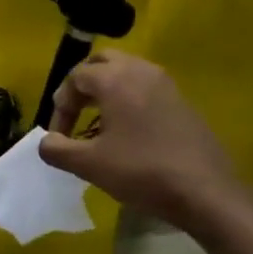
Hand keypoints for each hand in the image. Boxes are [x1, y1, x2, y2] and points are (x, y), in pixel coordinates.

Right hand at [38, 52, 246, 231]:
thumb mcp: (90, 165)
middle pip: (102, 62)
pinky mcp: (183, 101)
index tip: (59, 137)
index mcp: (114, 79)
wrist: (206, 192)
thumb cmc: (142, 171)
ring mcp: (166, 84)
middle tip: (76, 112)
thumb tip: (45, 142)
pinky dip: (130, 98)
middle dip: (83, 83)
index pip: (75, 78)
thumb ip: (58, 150)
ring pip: (127, 70)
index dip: (61, 106)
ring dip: (108, 88)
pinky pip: (147, 87)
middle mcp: (140, 71)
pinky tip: (130, 131)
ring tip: (100, 121)